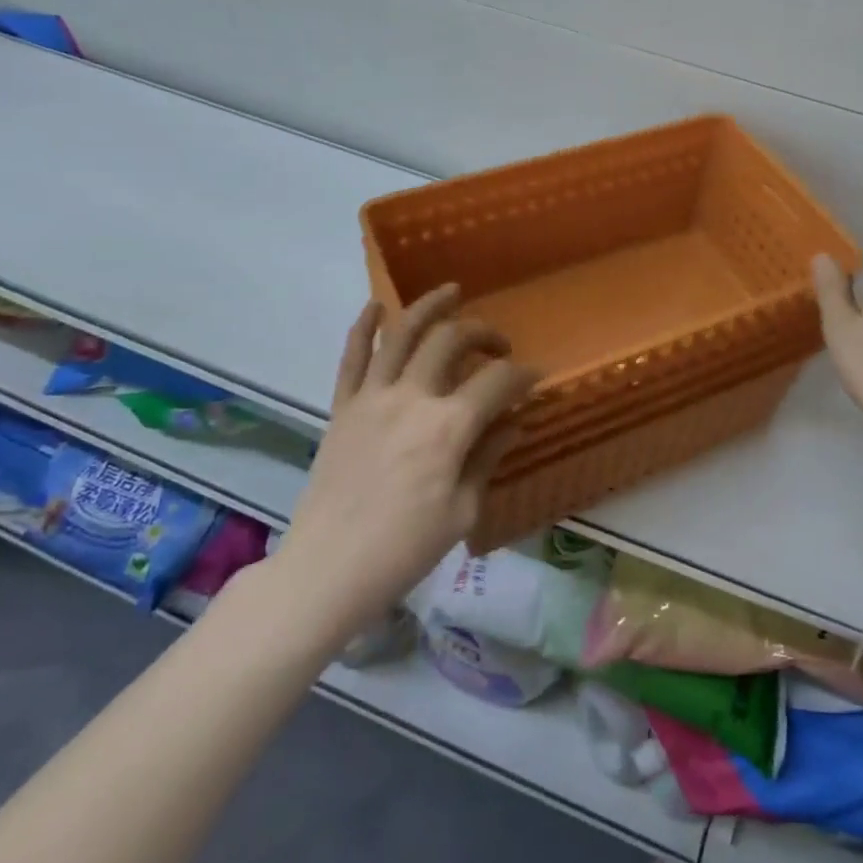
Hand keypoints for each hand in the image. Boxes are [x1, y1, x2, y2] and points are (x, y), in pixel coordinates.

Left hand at [276, 286, 537, 637]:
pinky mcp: (342, 407)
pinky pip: (352, 357)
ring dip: (429, 306)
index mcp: (448, 428)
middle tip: (499, 347)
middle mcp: (411, 398)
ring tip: (451, 291)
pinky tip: (376, 305)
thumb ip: (487, 458)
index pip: (497, 382)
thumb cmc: (403, 550)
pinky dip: (363, 326)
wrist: (325, 571)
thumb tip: (512, 423)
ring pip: (401, 333)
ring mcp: (371, 398)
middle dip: (483, 334)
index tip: (536, 377)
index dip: (524, 375)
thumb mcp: (461, 511)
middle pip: (452, 341)